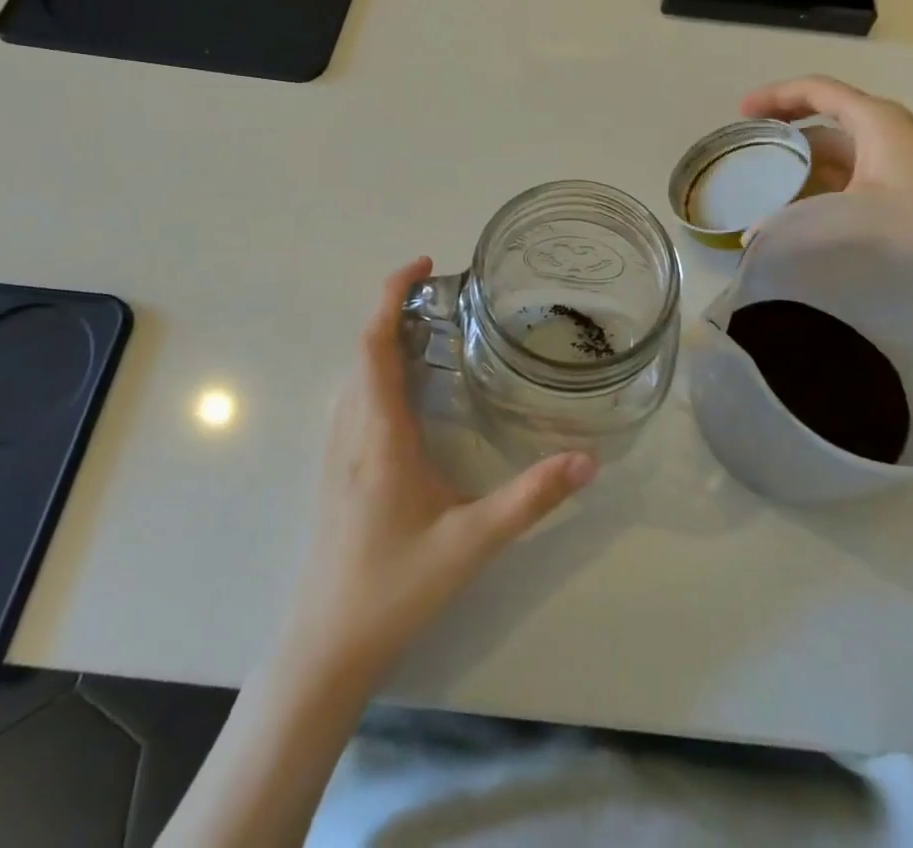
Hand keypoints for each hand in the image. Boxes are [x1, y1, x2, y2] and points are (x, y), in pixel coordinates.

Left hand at [279, 258, 597, 677]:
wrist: (325, 648)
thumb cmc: (394, 587)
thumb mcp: (471, 542)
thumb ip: (531, 498)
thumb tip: (588, 460)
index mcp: (379, 432)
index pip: (374, 342)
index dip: (391, 293)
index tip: (424, 265)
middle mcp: (351, 429)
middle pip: (363, 348)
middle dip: (395, 308)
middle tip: (445, 296)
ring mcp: (337, 449)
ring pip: (355, 372)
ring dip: (385, 337)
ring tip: (433, 329)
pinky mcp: (335, 468)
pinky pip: (354, 396)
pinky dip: (378, 368)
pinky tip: (411, 390)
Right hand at [740, 75, 912, 326]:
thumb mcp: (853, 215)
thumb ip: (797, 224)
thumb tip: (753, 240)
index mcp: (873, 119)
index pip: (815, 90)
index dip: (775, 96)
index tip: (742, 114)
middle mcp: (885, 131)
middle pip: (823, 121)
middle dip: (785, 135)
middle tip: (749, 154)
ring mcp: (897, 159)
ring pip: (838, 152)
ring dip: (804, 166)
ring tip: (767, 188)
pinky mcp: (905, 187)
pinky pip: (852, 176)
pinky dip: (825, 187)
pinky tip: (805, 213)